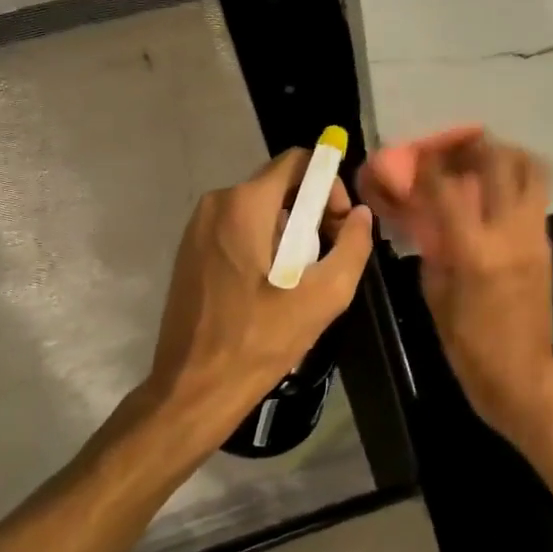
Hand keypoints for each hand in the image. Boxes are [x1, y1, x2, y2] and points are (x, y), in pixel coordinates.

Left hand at [97, 148, 374, 467]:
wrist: (192, 390)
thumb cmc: (259, 340)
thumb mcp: (324, 296)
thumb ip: (353, 246)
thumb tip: (361, 214)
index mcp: (245, 203)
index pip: (299, 161)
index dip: (329, 185)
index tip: (338, 226)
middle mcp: (216, 202)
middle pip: (281, 185)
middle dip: (312, 213)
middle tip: (324, 258)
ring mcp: (198, 226)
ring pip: (262, 208)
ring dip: (290, 233)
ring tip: (300, 280)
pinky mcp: (190, 250)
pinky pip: (239, 228)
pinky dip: (264, 244)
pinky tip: (271, 288)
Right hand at [373, 130, 552, 444]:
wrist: (523, 375)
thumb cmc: (469, 344)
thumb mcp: (436, 295)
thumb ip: (433, 247)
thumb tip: (427, 214)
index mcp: (474, 250)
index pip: (448, 189)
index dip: (430, 166)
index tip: (419, 155)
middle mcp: (509, 232)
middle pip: (500, 163)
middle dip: (476, 146)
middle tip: (459, 146)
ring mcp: (534, 235)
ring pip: (532, 172)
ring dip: (508, 156)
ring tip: (487, 159)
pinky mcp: (547, 242)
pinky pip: (536, 197)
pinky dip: (519, 182)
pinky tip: (498, 191)